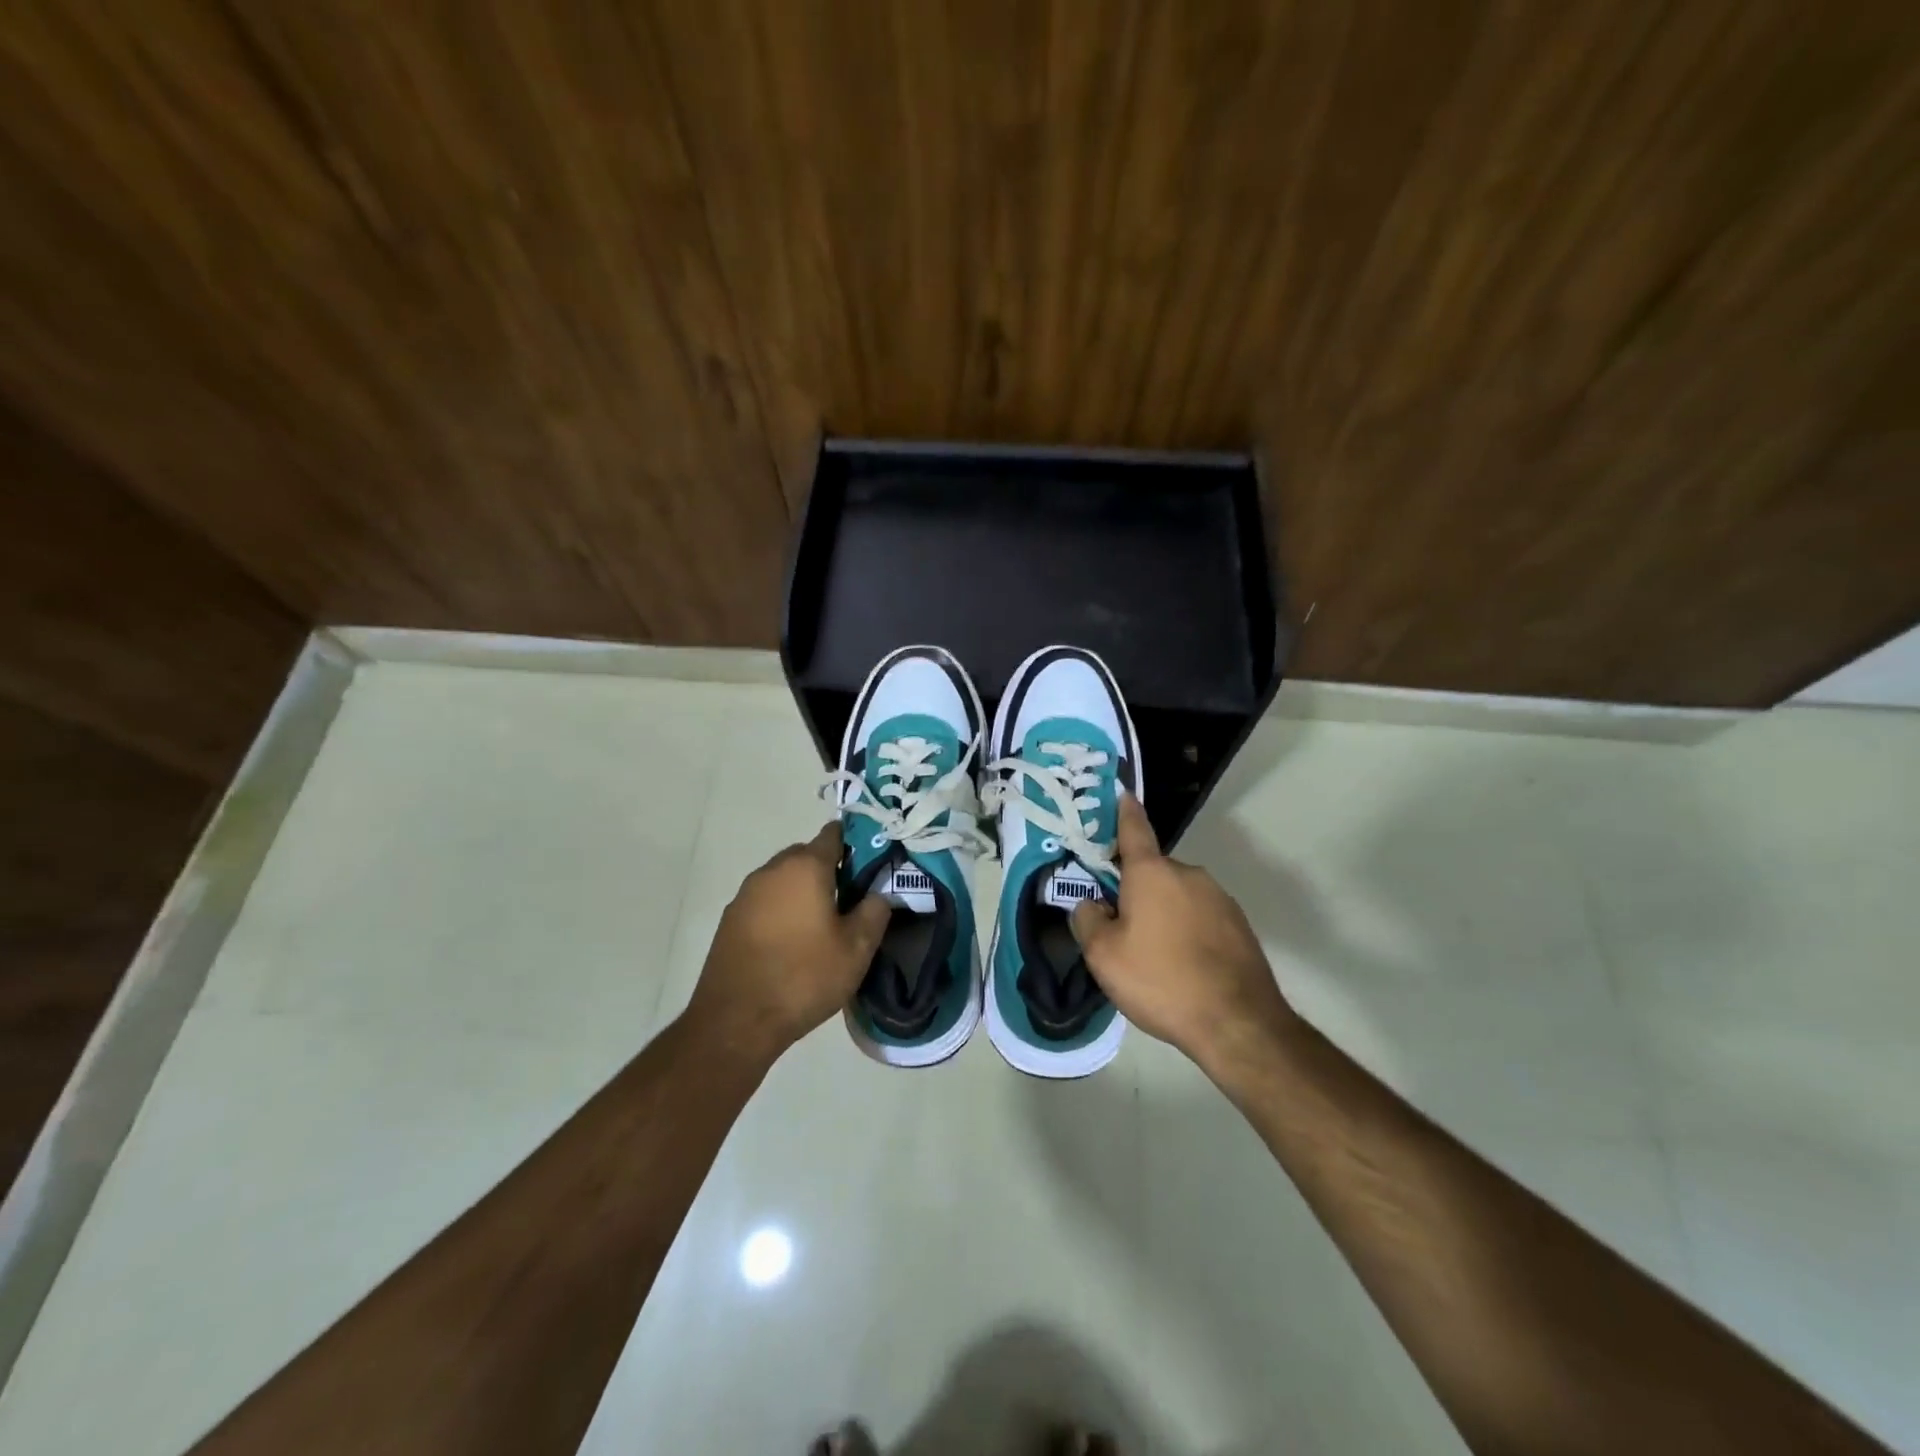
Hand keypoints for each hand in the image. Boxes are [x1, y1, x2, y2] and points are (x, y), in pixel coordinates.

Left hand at [688, 822, 890, 1060]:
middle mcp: (771, 870)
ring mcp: (746, 894)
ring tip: (821, 925)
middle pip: (806, 855)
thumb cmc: (804, 977)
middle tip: (850, 900)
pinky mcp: (730, 919)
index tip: (871, 865)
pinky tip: (792, 941)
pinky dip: (781, 910)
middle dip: (829, 870)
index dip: (855, 844)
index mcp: (805, 867)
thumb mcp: (857, 949)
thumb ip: (874, 911)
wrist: (736, 1021)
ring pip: (784, 879)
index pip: (833, 835)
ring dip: (803, 891)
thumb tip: (878, 893)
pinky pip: (765, 901)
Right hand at [1071, 794, 1293, 1073]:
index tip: (1122, 793)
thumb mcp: (1103, 956)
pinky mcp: (1239, 925)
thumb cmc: (1160, 980)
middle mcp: (1189, 874)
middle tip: (1121, 928)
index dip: (1124, 811)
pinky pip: (1201, 917)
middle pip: (1152, 872)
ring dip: (1163, 912)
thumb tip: (1092, 904)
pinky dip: (1188, 931)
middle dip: (1135, 890)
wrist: (1238, 1023)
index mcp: (1152, 872)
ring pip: (1177, 895)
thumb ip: (1087, 920)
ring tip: (1155, 957)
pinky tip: (1184, 967)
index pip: (1134, 828)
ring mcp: (1219, 898)